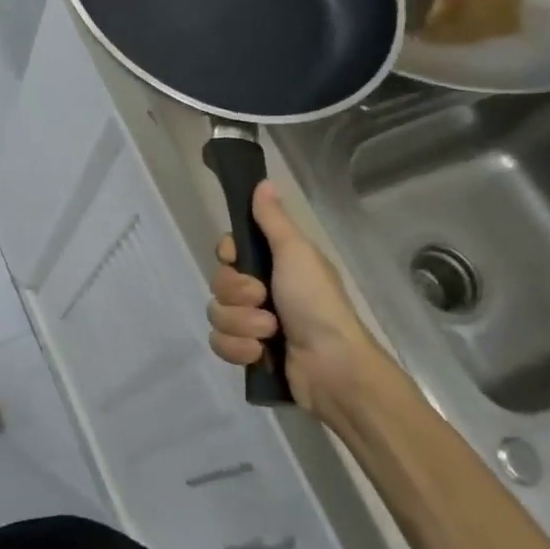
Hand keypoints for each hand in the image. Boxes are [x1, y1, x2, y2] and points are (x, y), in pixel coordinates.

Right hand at [206, 180, 406, 425]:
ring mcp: (253, 324)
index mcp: (274, 265)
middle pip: (218, 283)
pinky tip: (261, 354)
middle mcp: (261, 291)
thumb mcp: (296, 253)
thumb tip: (263, 181)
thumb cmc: (317, 303)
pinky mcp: (248, 353)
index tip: (238, 259)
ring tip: (268, 333)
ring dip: (241, 324)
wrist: (332, 366)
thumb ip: (273, 220)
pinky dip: (239, 349)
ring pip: (217, 315)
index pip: (228, 251)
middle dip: (237, 295)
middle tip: (264, 300)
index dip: (228, 256)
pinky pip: (220, 344)